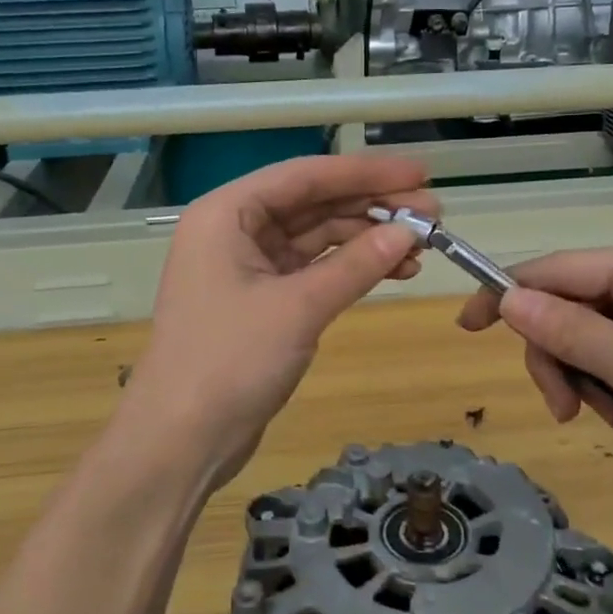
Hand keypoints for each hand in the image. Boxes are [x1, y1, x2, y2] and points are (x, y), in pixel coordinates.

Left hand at [120, 155, 435, 489]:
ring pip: (316, 237)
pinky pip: (312, 269)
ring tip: (422, 246)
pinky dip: (350, 268)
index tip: (419, 173)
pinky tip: (393, 270)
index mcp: (226, 213)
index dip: (364, 173)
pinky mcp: (260, 299)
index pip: (304, 176)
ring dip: (366, 238)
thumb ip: (357, 264)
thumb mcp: (299, 308)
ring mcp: (246, 266)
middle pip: (312, 203)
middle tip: (431, 213)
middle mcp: (233, 229)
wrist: (182, 441)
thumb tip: (412, 230)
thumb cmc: (230, 362)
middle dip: (371, 206)